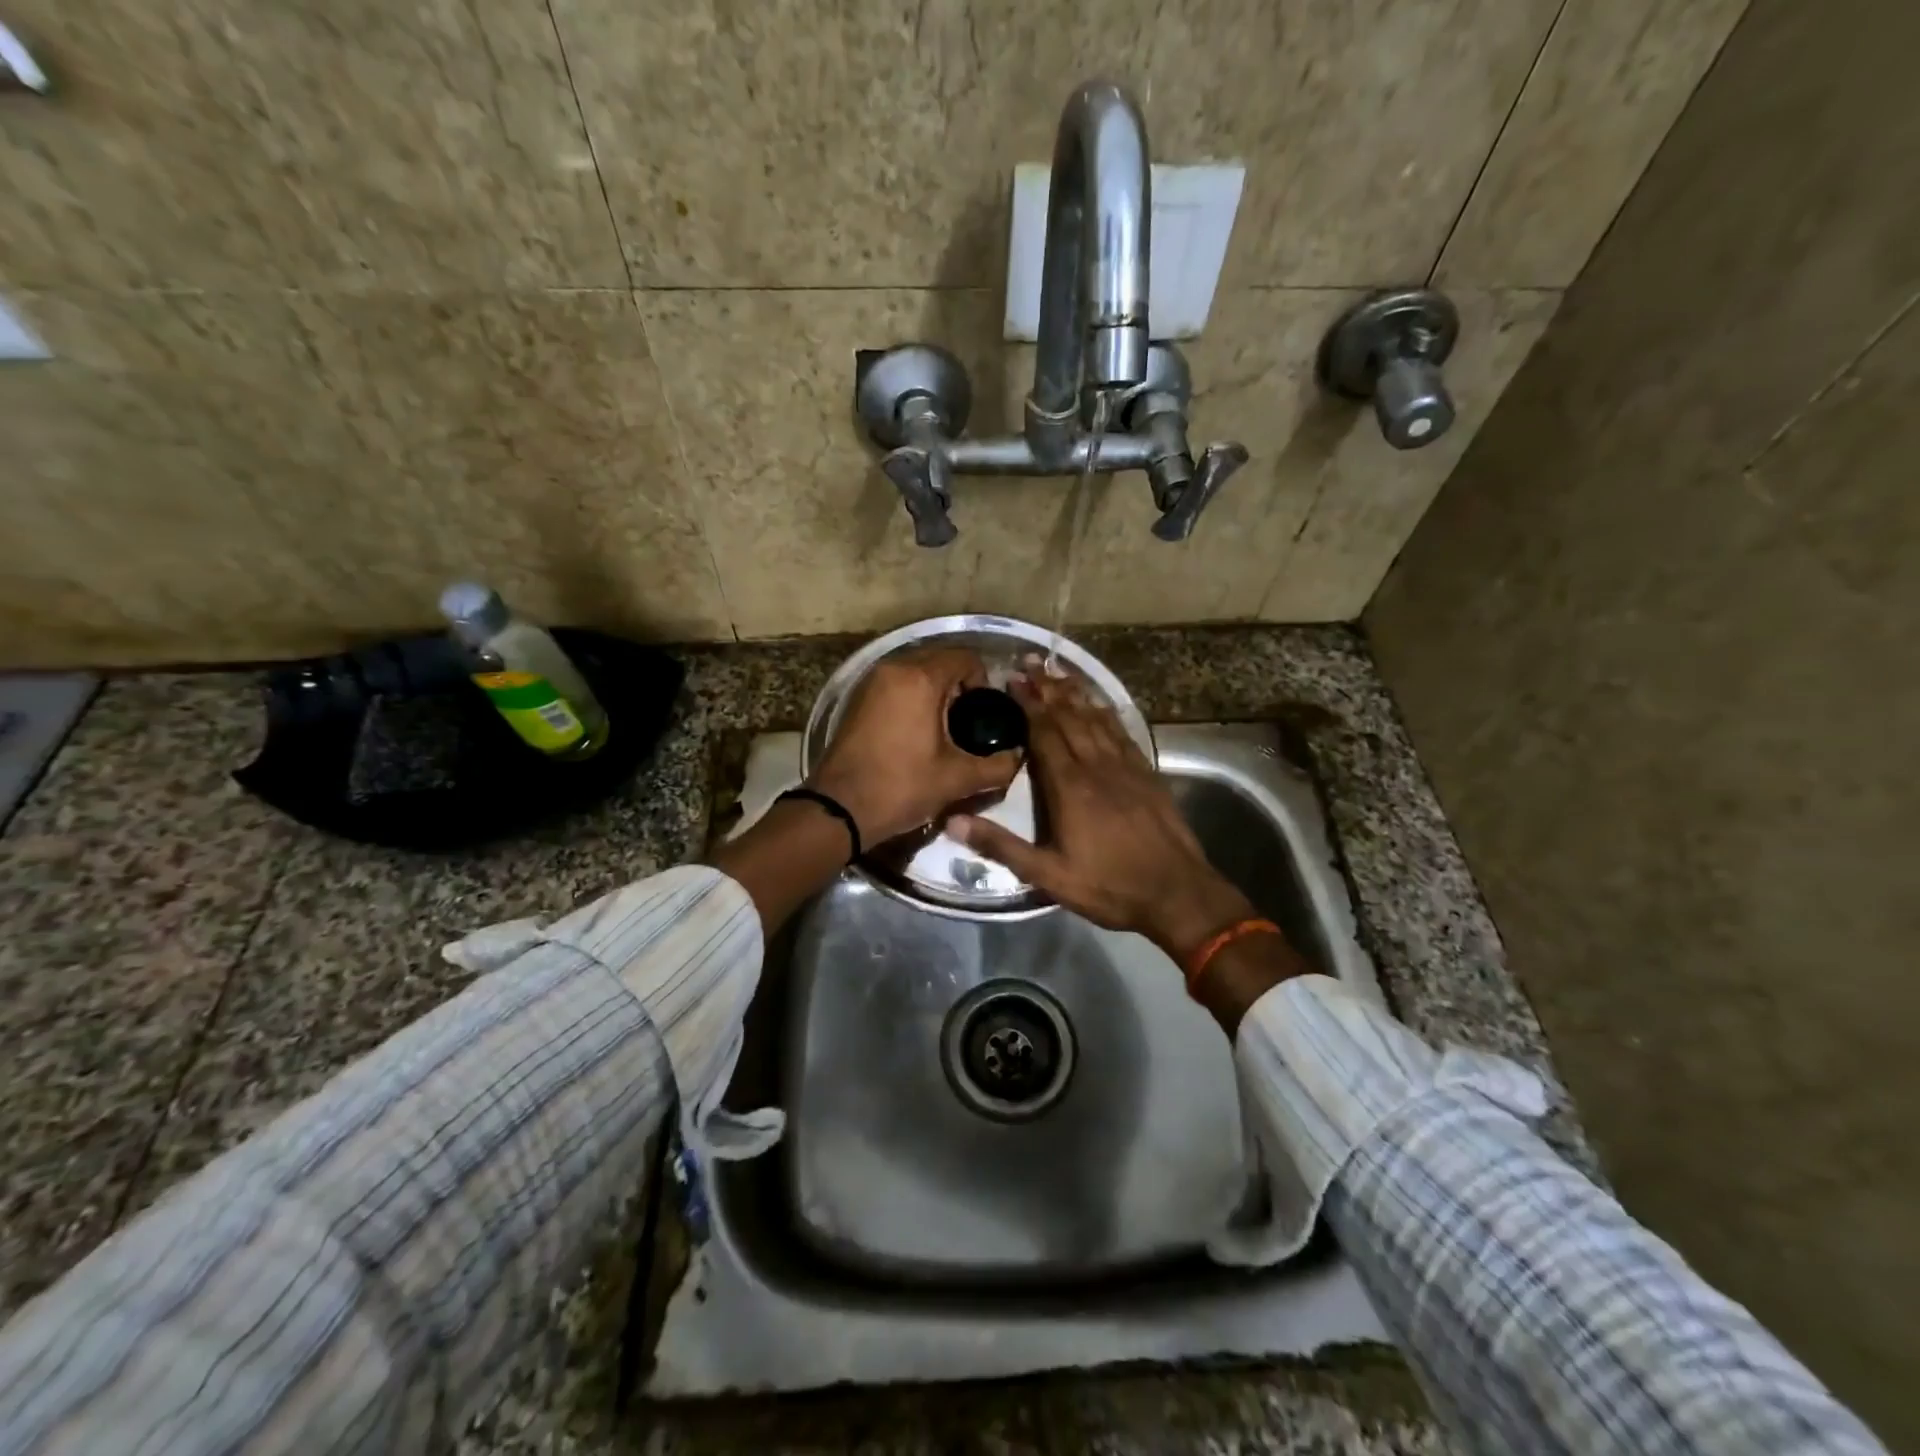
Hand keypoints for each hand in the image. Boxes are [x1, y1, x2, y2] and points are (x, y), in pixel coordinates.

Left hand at [807, 647, 1021, 846]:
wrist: (839, 808)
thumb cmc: (901, 787)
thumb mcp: (957, 779)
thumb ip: (997, 766)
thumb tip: (1018, 757)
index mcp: (920, 678)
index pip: (965, 658)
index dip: (982, 682)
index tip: (985, 714)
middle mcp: (893, 668)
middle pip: (939, 660)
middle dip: (959, 685)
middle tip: (967, 722)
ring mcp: (870, 682)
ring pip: (915, 671)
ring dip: (934, 691)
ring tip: (944, 729)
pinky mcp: (856, 698)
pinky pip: (895, 684)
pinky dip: (911, 697)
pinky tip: (916, 731)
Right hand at [949, 667, 1254, 959]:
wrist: (1177, 893)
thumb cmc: (1109, 886)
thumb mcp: (1048, 875)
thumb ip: (1001, 846)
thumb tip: (953, 822)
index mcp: (1070, 786)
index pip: (1045, 732)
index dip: (1028, 704)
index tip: (1012, 680)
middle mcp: (1097, 766)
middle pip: (1069, 716)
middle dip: (1047, 688)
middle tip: (1029, 662)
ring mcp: (1126, 766)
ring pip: (1096, 719)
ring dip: (1075, 693)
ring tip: (1058, 671)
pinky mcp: (1147, 773)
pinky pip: (1121, 732)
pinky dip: (1106, 712)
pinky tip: (1099, 704)